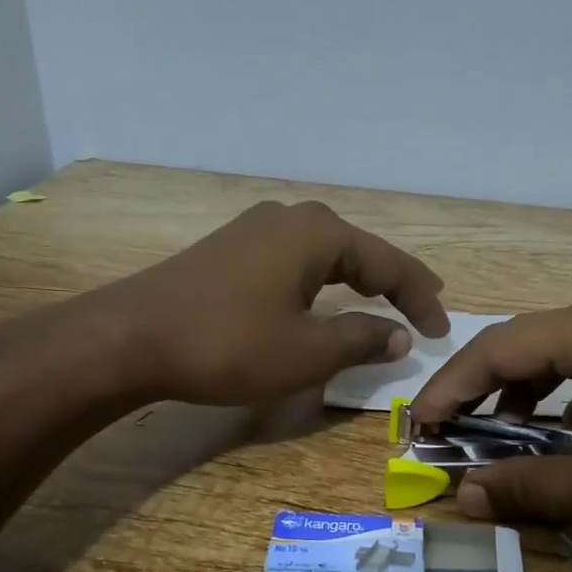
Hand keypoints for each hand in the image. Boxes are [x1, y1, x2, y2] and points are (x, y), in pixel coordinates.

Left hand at [93, 200, 449, 405]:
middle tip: (423, 304)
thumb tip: (398, 336)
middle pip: (358, 249)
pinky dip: (321, 282)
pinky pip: (293, 261)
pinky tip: (320, 297)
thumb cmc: (228, 344)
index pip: (388, 263)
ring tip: (381, 297)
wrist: (129, 338)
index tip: (442, 331)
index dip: (420, 299)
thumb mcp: (307, 352)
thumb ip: (361, 339)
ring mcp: (254, 231)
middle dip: (393, 279)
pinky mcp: (229, 250)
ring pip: (324, 253)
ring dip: (356, 278)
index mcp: (318, 234)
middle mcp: (289, 219)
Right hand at [411, 295, 571, 547]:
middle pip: (529, 343)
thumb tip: (465, 494)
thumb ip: (532, 488)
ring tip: (509, 437)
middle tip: (453, 432)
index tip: (419, 425)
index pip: (497, 348)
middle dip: (484, 389)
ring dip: (529, 393)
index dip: (450, 388)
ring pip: (567, 353)